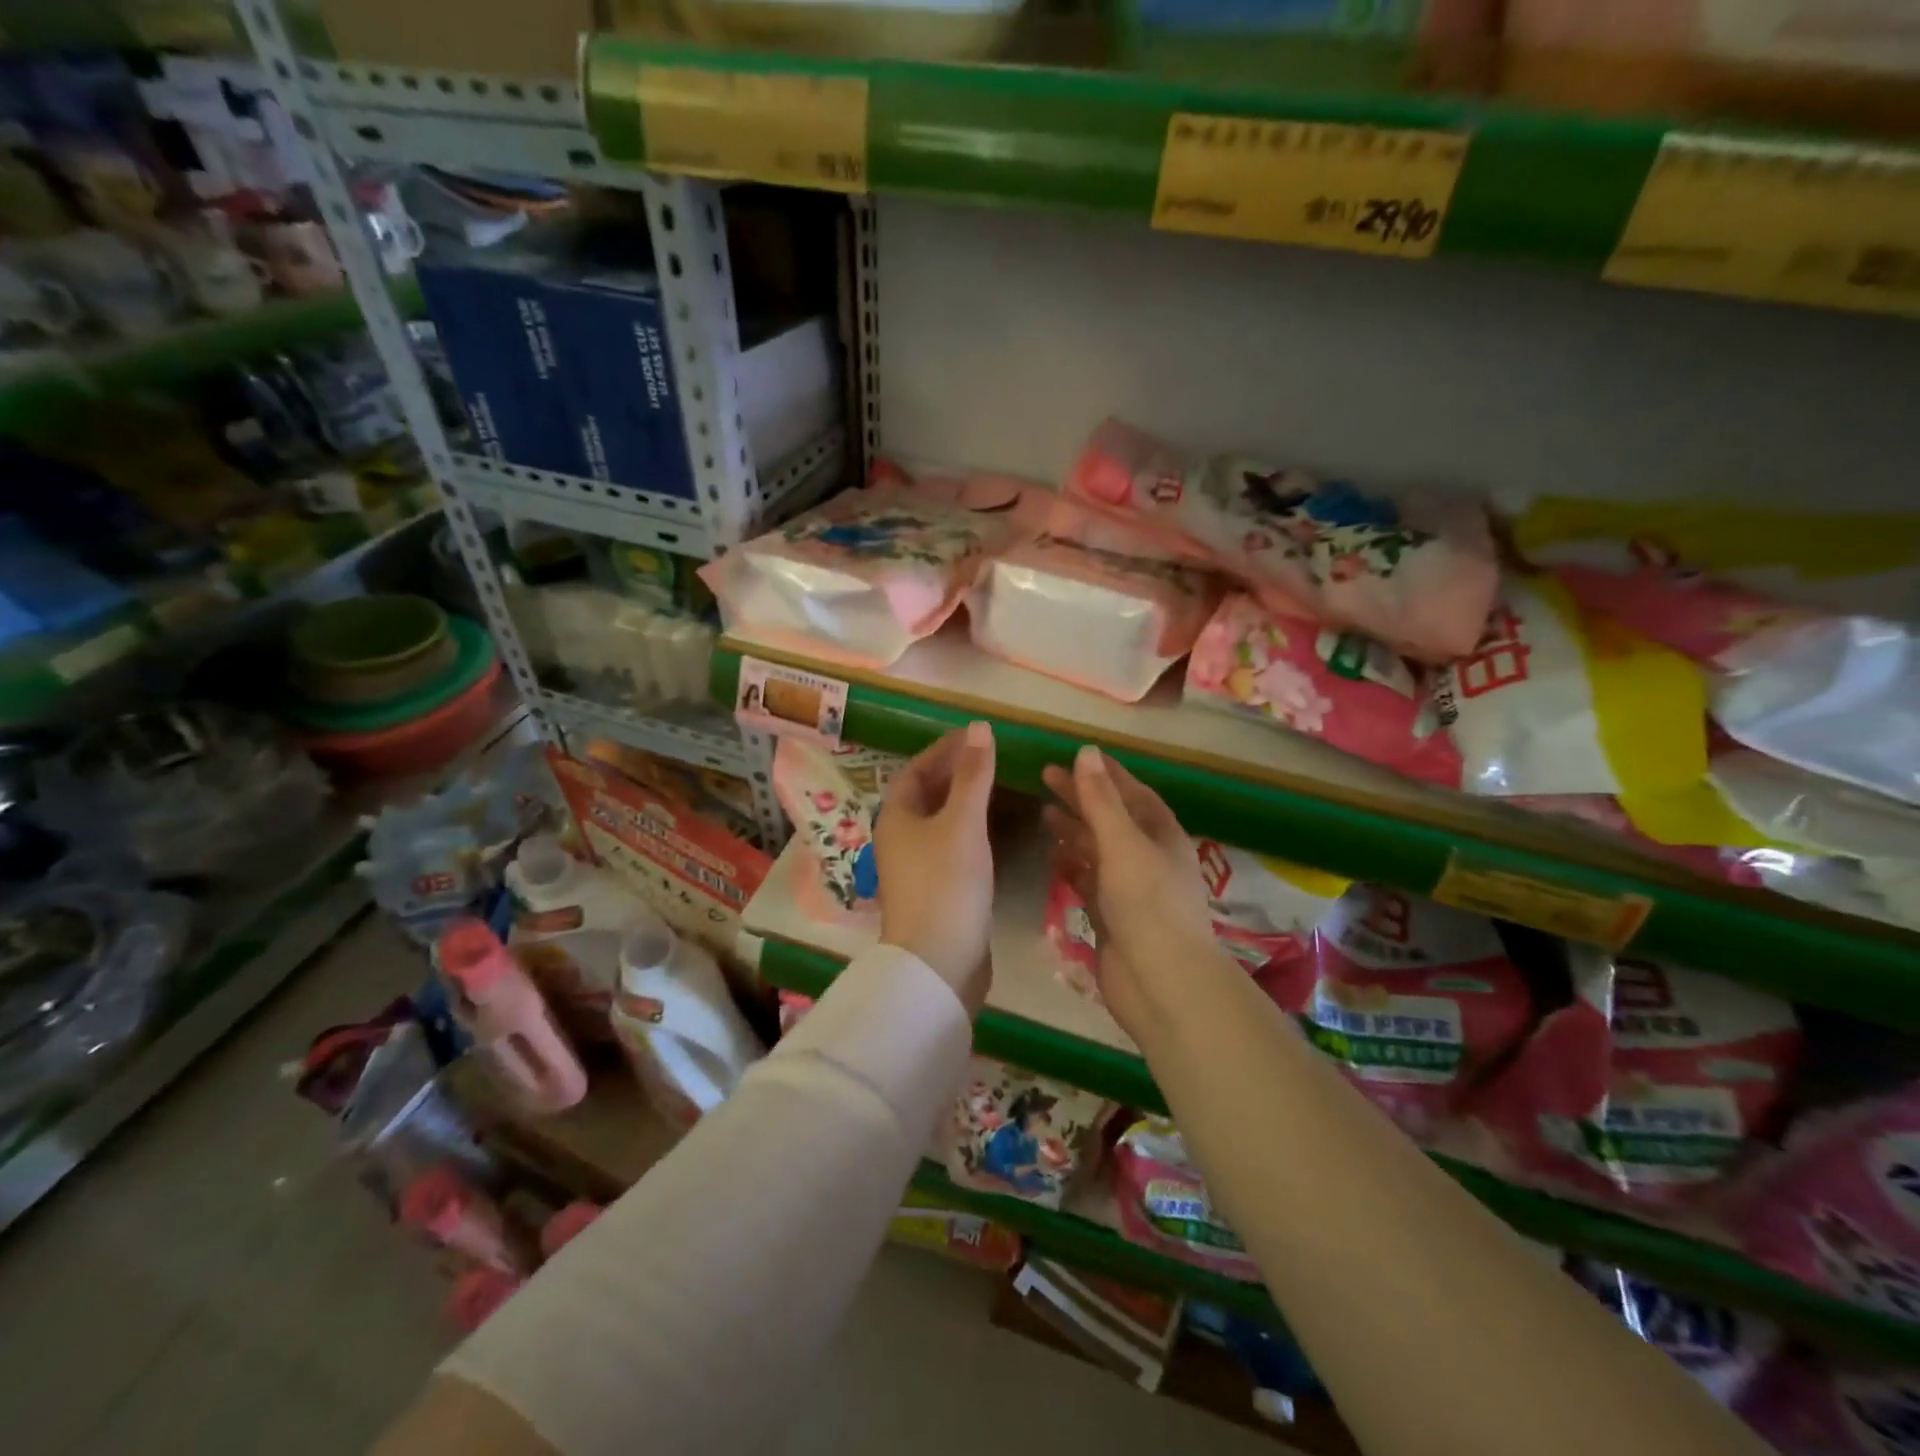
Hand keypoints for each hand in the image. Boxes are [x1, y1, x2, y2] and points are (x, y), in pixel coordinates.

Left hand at [874, 721, 996, 1011]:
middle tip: (992, 757)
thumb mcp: (962, 822)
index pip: (916, 770)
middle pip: (926, 794)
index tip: (975, 736)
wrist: (939, 962)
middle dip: (955, 773)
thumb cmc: (946, 883)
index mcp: (896, 817)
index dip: (944, 750)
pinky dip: (971, 830)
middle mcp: (900, 838)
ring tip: (999, 786)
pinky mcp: (936, 890)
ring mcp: (916, 867)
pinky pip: (952, 846)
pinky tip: (996, 831)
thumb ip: (973, 775)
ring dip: (965, 801)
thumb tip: (979, 727)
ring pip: (940, 822)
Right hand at [1042, 746, 1214, 1037]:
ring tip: (1043, 813)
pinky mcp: (1112, 917)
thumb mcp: (1123, 842)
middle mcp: (1149, 858)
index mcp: (1162, 836)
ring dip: (1074, 831)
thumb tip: (1086, 752)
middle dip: (1082, 798)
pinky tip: (1051, 856)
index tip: (1078, 755)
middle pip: (1112, 819)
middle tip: (1045, 777)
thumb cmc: (1147, 902)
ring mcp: (1130, 890)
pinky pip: (1089, 881)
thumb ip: (1101, 800)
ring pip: (1098, 850)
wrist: (1160, 982)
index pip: (1134, 793)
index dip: (1108, 774)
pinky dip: (1071, 867)